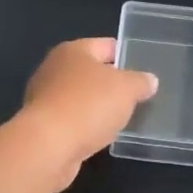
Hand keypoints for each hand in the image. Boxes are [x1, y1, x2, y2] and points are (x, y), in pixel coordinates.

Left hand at [20, 38, 158, 189]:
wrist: (48, 146)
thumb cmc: (88, 106)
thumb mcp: (126, 89)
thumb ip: (140, 82)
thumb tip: (149, 80)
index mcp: (74, 51)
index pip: (106, 45)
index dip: (127, 55)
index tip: (145, 69)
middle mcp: (55, 68)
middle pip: (91, 71)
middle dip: (112, 83)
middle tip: (138, 96)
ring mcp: (45, 97)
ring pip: (81, 97)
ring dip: (98, 106)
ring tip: (122, 118)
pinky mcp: (42, 125)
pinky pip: (72, 119)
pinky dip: (86, 125)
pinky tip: (100, 135)